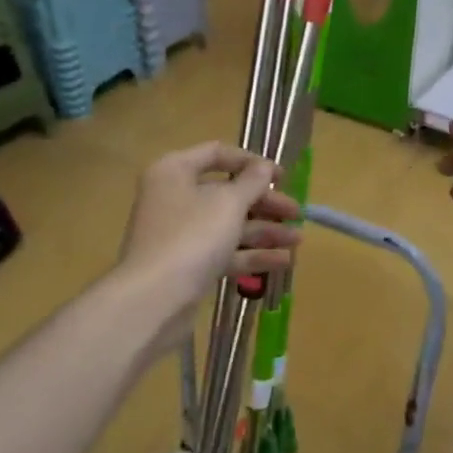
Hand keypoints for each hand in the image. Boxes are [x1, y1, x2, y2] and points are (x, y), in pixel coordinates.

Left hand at [118, 142, 300, 336]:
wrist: (154, 299)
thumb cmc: (192, 237)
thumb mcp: (229, 203)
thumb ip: (252, 182)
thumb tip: (264, 166)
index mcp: (175, 171)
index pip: (217, 153)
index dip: (252, 162)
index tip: (283, 176)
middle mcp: (174, 197)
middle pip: (227, 193)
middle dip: (265, 203)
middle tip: (297, 213)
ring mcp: (180, 234)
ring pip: (228, 225)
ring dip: (264, 231)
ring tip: (298, 240)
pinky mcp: (187, 265)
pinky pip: (224, 252)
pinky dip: (251, 255)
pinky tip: (283, 261)